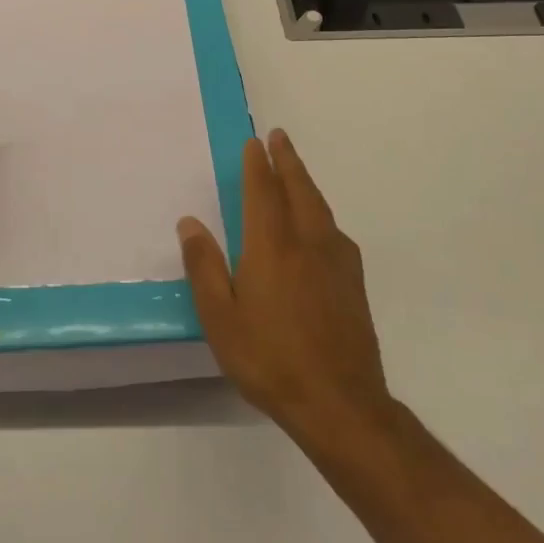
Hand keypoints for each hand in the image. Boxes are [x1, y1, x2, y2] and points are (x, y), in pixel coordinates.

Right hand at [177, 129, 393, 446]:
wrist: (341, 405)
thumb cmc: (270, 360)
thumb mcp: (220, 318)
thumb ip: (204, 267)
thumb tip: (189, 222)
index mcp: (272, 246)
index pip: (264, 192)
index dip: (258, 165)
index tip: (254, 142)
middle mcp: (308, 243)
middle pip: (299, 189)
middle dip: (287, 160)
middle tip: (279, 137)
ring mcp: (336, 262)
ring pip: (320, 207)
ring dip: (305, 182)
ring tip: (295, 171)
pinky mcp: (354, 284)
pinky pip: (334, 231)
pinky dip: (321, 212)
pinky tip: (319, 225)